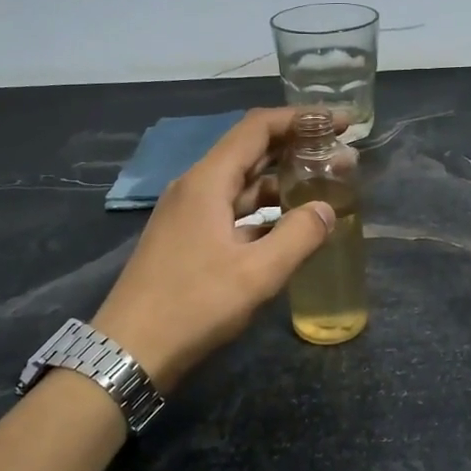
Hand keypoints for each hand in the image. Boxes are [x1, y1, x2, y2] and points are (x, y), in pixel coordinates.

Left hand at [93, 108, 334, 390]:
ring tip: (324, 186)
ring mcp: (189, 214)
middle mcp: (196, 187)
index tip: (340, 123)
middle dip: (296, 147)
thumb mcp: (256, 274)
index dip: (300, 119)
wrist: (129, 351)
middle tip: (341, 154)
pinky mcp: (188, 239)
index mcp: (207, 182)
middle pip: (250, 150)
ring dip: (282, 180)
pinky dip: (264, 208)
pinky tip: (290, 223)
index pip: (258, 128)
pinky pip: (233, 209)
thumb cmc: (193, 306)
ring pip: (242, 182)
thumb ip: (299, 236)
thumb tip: (327, 209)